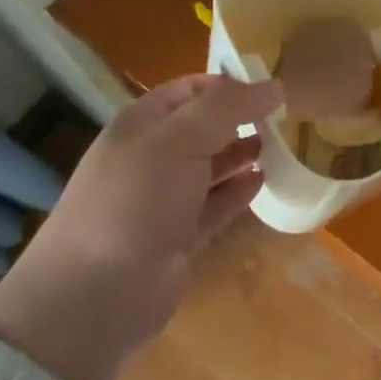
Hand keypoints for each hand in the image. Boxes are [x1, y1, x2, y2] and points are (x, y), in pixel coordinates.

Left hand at [0, 74, 280, 379]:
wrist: (95, 296)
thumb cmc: (135, 200)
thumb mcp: (180, 139)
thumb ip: (228, 107)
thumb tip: (276, 85)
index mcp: (142, 125)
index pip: (190, 89)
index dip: (228, 84)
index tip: (271, 87)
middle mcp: (152, 157)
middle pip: (204, 127)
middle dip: (241, 119)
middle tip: (285, 117)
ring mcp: (164, 200)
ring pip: (211, 166)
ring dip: (243, 154)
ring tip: (282, 146)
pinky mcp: (178, 237)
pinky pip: (215, 205)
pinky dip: (239, 192)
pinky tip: (263, 181)